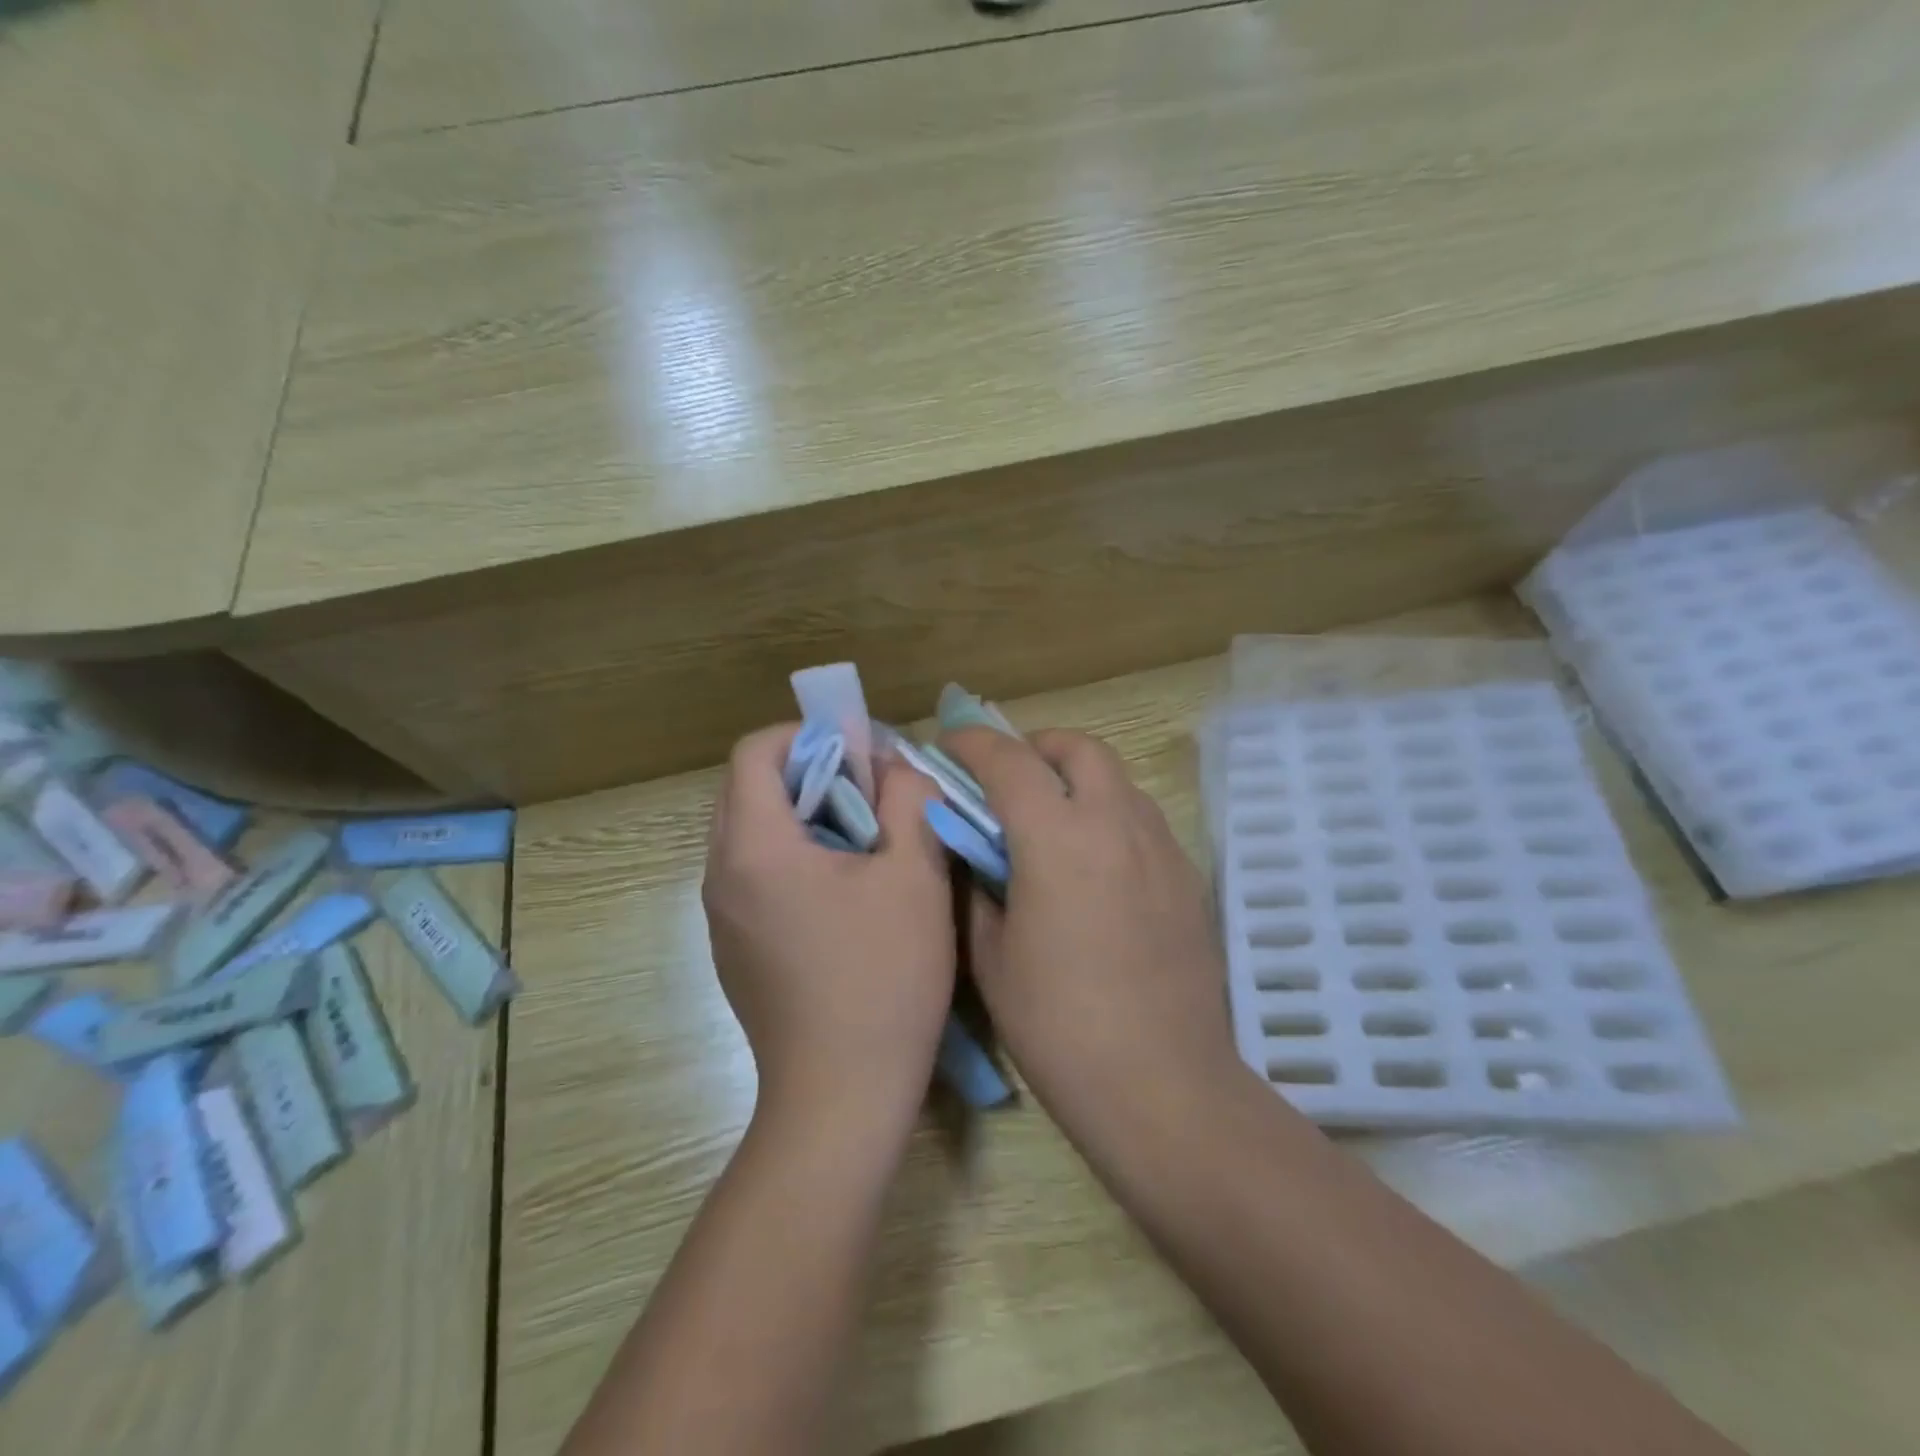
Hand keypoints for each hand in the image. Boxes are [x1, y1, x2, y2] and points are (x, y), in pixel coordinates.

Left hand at [703, 725, 953, 1124]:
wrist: (841, 1097)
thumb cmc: (883, 978)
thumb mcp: (915, 875)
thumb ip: (907, 800)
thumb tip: (895, 767)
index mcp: (755, 847)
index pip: (755, 752)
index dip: (807, 734)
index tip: (860, 751)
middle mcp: (721, 875)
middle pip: (747, 789)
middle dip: (809, 772)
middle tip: (870, 789)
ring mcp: (721, 917)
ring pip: (750, 833)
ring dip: (802, 815)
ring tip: (863, 838)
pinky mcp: (732, 949)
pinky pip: (753, 875)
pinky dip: (791, 856)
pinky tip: (843, 892)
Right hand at [942, 727, 1239, 1142]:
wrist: (1163, 1085)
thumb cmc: (1060, 1026)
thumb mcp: (992, 957)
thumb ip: (977, 887)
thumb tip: (974, 851)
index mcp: (1058, 838)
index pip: (1009, 761)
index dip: (972, 743)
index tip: (949, 746)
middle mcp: (1116, 824)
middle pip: (1078, 748)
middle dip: (1035, 747)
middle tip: (1007, 780)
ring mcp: (1160, 847)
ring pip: (1117, 779)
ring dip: (1076, 778)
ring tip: (1050, 819)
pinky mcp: (1187, 876)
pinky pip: (1142, 818)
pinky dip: (1108, 813)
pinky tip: (1093, 864)